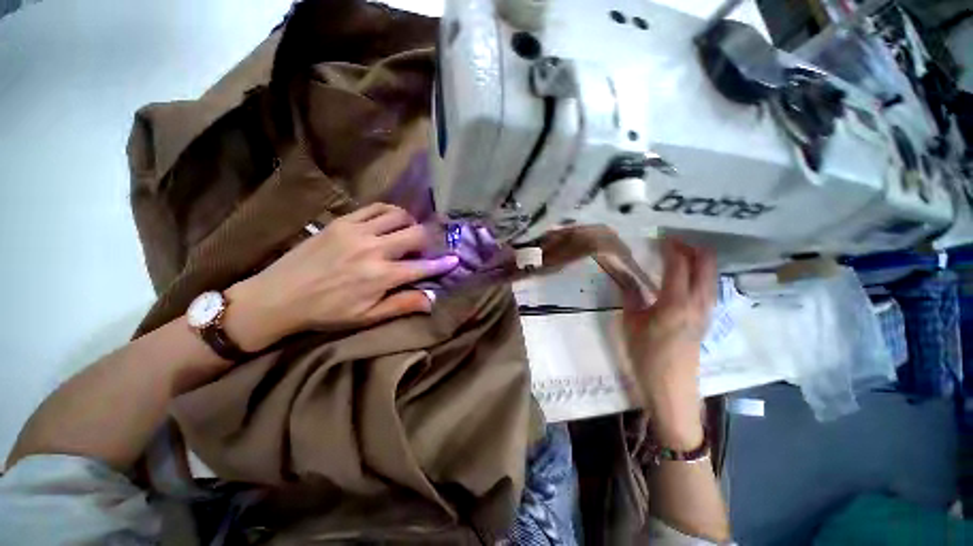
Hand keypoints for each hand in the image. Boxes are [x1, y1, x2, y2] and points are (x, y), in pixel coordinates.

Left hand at [223, 204, 458, 350]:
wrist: (278, 296)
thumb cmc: (326, 312)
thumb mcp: (367, 317)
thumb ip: (402, 305)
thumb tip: (432, 300)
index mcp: (381, 276)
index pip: (423, 267)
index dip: (442, 264)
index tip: (455, 259)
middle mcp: (374, 250)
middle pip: (416, 234)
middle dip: (428, 240)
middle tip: (426, 248)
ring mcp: (357, 231)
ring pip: (399, 216)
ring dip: (410, 224)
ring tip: (408, 234)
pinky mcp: (343, 221)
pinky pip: (376, 207)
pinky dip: (390, 212)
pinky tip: (390, 221)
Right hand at [624, 239, 716, 448]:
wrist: (671, 389)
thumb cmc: (646, 356)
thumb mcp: (630, 323)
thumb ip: (630, 295)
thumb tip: (625, 275)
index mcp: (675, 302)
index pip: (678, 263)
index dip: (669, 246)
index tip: (658, 236)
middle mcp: (698, 302)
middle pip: (705, 263)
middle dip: (691, 247)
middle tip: (670, 242)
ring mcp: (707, 310)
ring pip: (711, 274)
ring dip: (697, 259)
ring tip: (676, 255)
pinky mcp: (707, 319)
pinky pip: (709, 286)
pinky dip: (699, 274)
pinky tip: (682, 278)